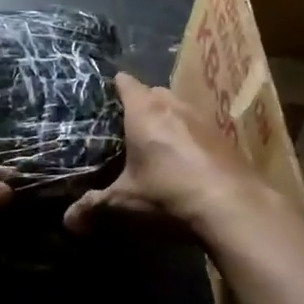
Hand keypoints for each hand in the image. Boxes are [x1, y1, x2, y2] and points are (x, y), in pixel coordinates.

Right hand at [64, 73, 269, 234]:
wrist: (235, 207)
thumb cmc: (169, 194)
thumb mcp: (125, 203)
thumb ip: (94, 208)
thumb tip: (67, 222)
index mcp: (143, 111)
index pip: (125, 82)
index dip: (113, 87)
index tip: (103, 99)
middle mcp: (173, 105)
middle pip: (153, 91)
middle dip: (141, 104)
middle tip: (126, 127)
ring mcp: (203, 118)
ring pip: (179, 107)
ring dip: (169, 119)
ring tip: (158, 144)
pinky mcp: (225, 137)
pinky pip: (200, 127)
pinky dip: (191, 137)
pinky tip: (188, 162)